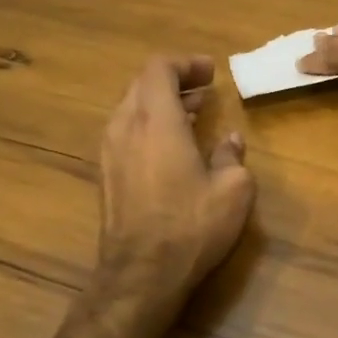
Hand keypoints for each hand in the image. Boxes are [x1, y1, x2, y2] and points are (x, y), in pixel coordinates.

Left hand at [95, 55, 254, 304]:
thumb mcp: (232, 189)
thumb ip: (231, 156)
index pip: (160, 68)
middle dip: (174, 81)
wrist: (141, 274)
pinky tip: (172, 146)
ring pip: (131, 108)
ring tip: (192, 114)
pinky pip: (125, 132)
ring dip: (161, 103)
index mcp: (156, 119)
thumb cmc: (191, 225)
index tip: (211, 72)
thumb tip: (230, 140)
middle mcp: (125, 126)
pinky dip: (148, 125)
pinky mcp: (105, 174)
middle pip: (142, 84)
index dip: (185, 63)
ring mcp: (110, 151)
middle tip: (205, 90)